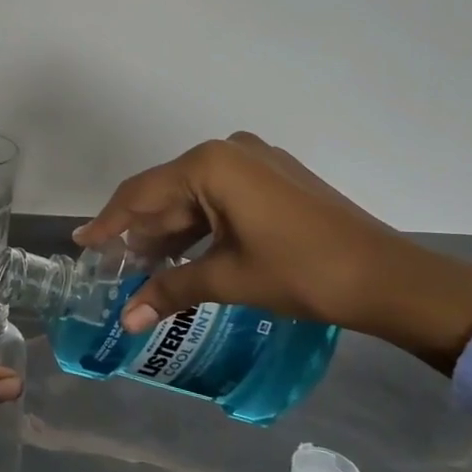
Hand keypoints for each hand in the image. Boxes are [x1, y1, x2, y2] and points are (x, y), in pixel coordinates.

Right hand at [73, 133, 471, 370]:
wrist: (389, 277)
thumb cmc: (302, 272)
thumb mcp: (229, 279)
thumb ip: (170, 290)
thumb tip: (127, 319)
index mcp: (211, 165)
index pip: (142, 194)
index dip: (109, 222)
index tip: (82, 242)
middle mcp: (230, 151)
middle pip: (168, 193)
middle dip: (141, 231)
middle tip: (111, 264)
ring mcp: (256, 162)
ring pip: (195, 197)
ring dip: (170, 233)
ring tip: (142, 267)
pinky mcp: (275, 179)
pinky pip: (221, 199)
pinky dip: (200, 227)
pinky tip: (184, 255)